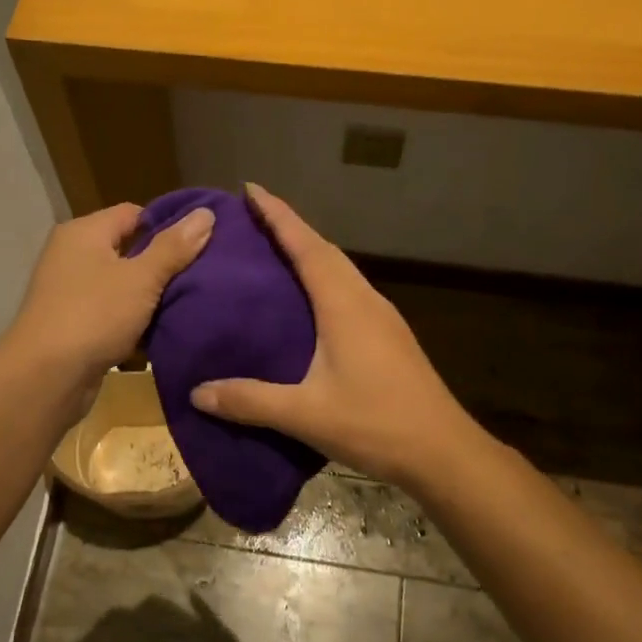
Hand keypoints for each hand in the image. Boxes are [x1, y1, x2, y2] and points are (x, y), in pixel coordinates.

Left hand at [4, 200, 213, 389]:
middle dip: (163, 262)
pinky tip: (162, 329)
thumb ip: (174, 247)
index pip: (134, 213)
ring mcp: (70, 291)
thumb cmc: (94, 315)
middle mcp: (72, 255)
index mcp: (84, 232)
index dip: (168, 224)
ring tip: (190, 301)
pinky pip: (112, 312)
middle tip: (203, 273)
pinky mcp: (73, 324)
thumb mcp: (141, 278)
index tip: (202, 242)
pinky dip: (133, 319)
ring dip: (150, 295)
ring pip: (122, 284)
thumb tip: (205, 213)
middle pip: (128, 248)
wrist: (46, 377)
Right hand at [190, 185, 480, 487]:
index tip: (251, 190)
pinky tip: (309, 302)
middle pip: (325, 250)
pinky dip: (324, 279)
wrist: (443, 451)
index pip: (307, 246)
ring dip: (309, 252)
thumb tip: (198, 393)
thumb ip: (250, 401)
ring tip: (274, 253)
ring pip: (341, 270)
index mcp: (344, 305)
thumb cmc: (376, 423)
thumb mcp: (306, 414)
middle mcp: (364, 300)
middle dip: (291, 228)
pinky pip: (349, 290)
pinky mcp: (389, 336)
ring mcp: (382, 317)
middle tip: (254, 219)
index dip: (279, 215)